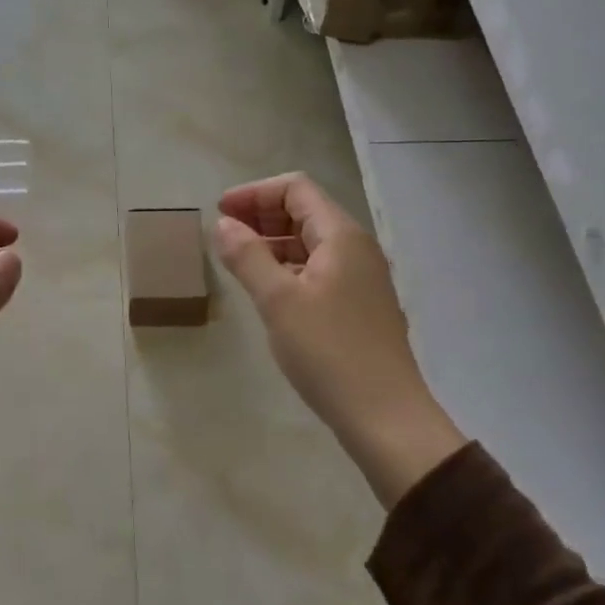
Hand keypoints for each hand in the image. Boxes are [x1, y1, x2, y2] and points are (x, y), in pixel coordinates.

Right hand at [214, 174, 467, 506]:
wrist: (385, 416)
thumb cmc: (328, 353)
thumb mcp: (278, 301)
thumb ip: (248, 257)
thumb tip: (223, 225)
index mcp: (341, 236)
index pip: (296, 189)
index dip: (255, 193)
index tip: (219, 212)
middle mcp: (357, 248)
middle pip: (306, 212)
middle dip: (263, 215)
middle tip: (225, 233)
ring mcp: (363, 279)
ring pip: (313, 244)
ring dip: (275, 243)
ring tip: (240, 260)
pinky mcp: (361, 307)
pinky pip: (320, 271)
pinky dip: (290, 269)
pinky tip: (270, 291)